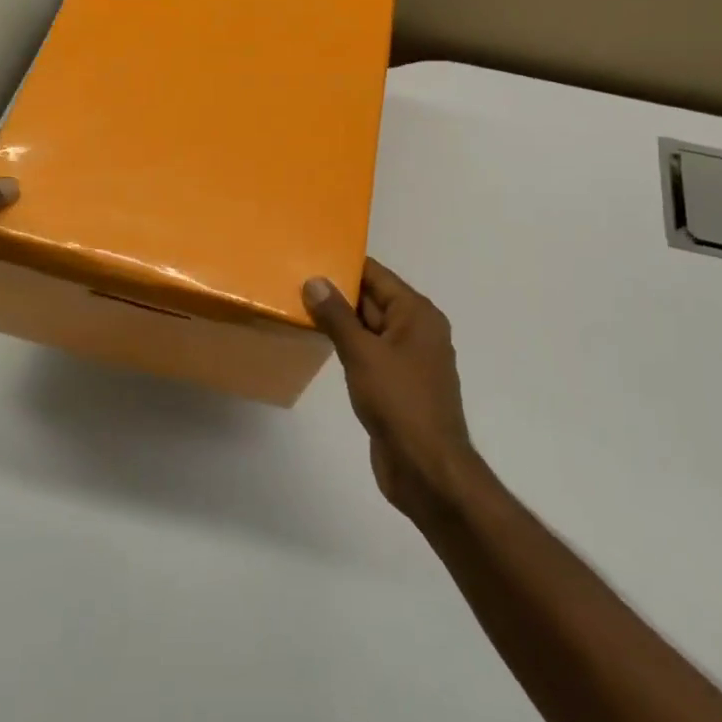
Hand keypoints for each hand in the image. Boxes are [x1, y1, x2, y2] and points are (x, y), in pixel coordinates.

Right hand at [304, 260, 478, 521]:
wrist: (426, 468)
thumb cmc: (399, 402)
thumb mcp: (363, 353)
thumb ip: (337, 316)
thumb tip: (315, 280)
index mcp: (417, 314)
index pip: (377, 276)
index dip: (346, 264)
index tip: (311, 253)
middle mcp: (416, 330)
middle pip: (373, 300)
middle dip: (338, 292)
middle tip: (295, 279)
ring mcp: (407, 359)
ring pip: (369, 328)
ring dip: (339, 320)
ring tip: (299, 306)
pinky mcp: (396, 385)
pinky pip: (368, 353)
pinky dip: (347, 346)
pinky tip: (319, 343)